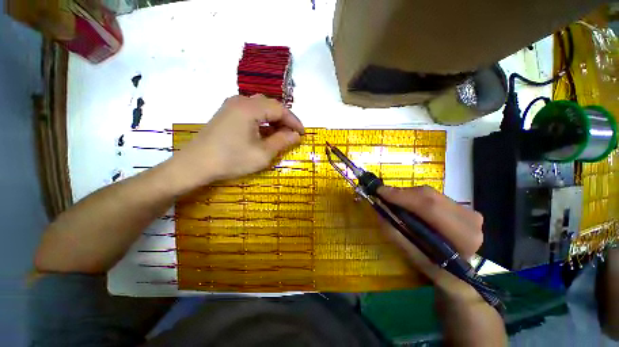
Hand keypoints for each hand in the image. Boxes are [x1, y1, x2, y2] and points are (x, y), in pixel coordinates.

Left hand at [166, 95, 303, 191]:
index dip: (294, 121)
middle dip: (284, 120)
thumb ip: (282, 142)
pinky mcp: (226, 114)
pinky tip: (264, 133)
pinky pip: (250, 113)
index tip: (302, 134)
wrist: (195, 165)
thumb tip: (296, 135)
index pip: (280, 109)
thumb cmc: (231, 160)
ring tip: (280, 135)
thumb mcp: (263, 154)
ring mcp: (231, 106)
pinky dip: (262, 122)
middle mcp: (240, 101)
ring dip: (273, 121)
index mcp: (250, 108)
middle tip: (292, 135)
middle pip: (270, 106)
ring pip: (261, 108)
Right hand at [377, 185, 483, 301]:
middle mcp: (470, 220)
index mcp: (462, 237)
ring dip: (408, 194)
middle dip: (402, 193)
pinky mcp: (463, 207)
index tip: (380, 191)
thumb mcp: (414, 257)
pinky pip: (433, 195)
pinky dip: (416, 196)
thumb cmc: (437, 271)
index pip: (430, 207)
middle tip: (383, 194)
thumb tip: (378, 211)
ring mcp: (468, 211)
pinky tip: (408, 203)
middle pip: (429, 196)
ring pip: (430, 193)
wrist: (462, 274)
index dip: (402, 196)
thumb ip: (396, 234)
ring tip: (393, 200)